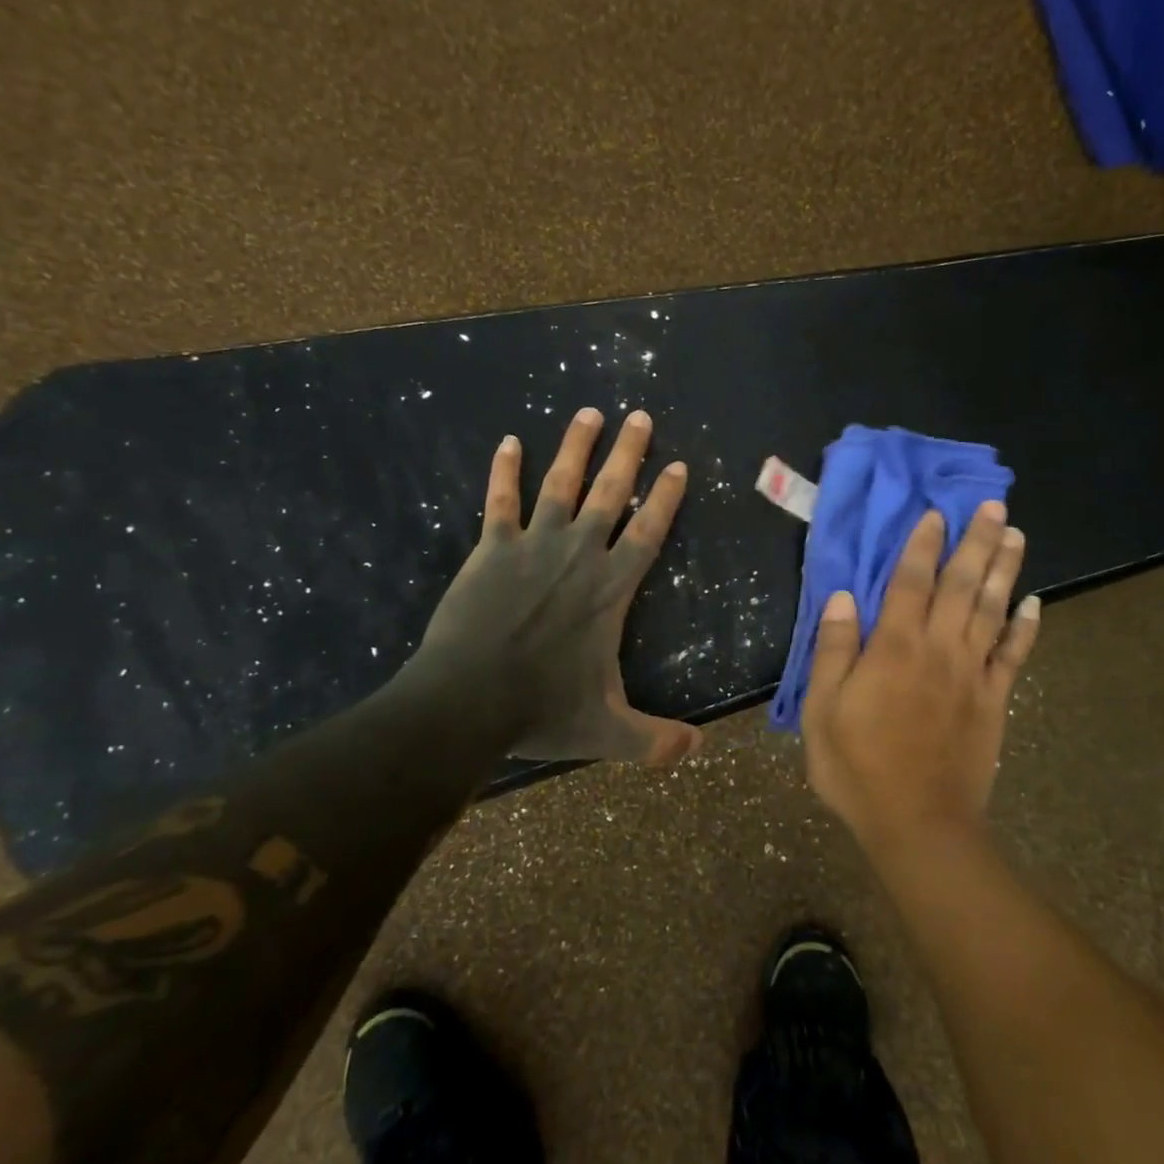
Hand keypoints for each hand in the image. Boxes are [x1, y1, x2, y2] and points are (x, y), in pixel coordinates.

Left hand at [407, 407, 702, 764]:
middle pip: (610, 493)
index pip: (648, 533)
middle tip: (640, 416)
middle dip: (628, 453)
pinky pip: (500, 502)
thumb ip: (655, 741)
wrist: (465, 702)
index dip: (666, 498)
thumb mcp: (608, 732)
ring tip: (588, 412)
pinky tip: (508, 442)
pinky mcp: (491, 550)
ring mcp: (532, 547)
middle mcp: (578, 556)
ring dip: (576, 447)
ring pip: (560, 484)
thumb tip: (698, 751)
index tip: (679, 466)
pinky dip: (504, 471)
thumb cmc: (540, 711)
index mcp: (610, 590)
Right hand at [801, 504, 1040, 856]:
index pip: (910, 583)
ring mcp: (972, 675)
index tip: (935, 513)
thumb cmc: (858, 767)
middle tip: (993, 505)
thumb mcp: (823, 711)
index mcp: (894, 648)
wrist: (918, 824)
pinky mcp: (994, 701)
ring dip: (1005, 570)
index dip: (922, 545)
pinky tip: (1035, 602)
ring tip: (1016, 535)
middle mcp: (938, 649)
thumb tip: (843, 597)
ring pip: (992, 610)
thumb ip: (833, 651)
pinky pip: (1014, 656)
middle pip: (961, 585)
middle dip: (976, 542)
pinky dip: (1026, 627)